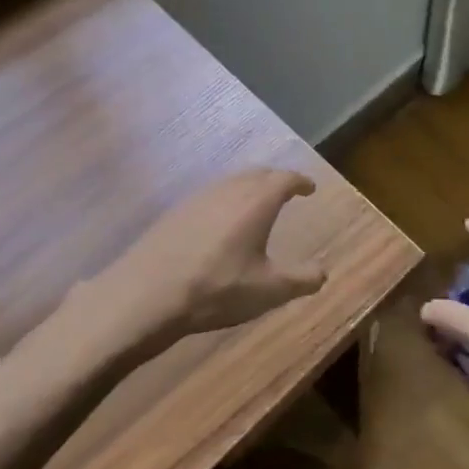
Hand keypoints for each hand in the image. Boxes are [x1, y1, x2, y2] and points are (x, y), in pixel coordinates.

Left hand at [92, 169, 327, 347]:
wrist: (146, 294)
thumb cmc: (216, 289)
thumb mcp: (268, 291)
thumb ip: (302, 279)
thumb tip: (323, 271)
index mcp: (256, 202)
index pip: (284, 179)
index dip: (300, 181)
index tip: (310, 188)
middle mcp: (229, 191)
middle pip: (258, 174)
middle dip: (276, 179)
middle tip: (287, 191)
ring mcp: (198, 198)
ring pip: (232, 182)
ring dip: (250, 187)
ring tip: (257, 204)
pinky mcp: (176, 212)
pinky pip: (212, 195)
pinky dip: (227, 199)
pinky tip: (221, 222)